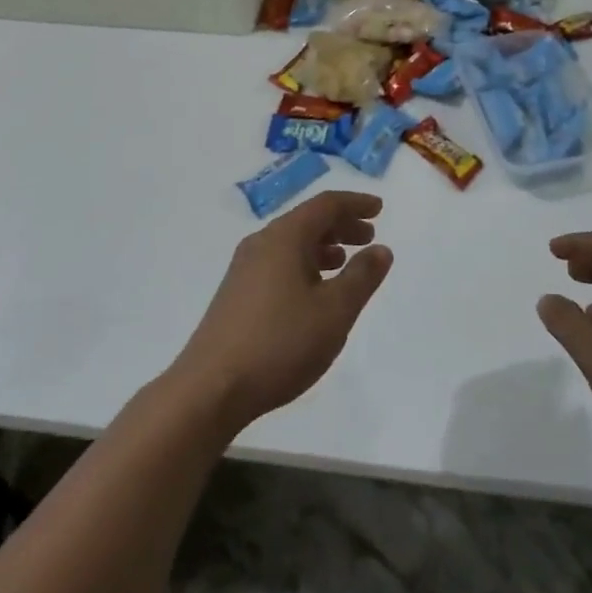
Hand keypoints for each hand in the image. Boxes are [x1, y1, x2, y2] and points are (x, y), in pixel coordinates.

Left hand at [169, 189, 392, 434]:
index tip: (380, 208)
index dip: (356, 203)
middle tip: (368, 237)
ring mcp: (244, 267)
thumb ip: (361, 277)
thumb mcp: (334, 312)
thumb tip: (381, 249)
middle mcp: (262, 242)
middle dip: (341, 225)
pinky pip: (278, 261)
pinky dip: (303, 264)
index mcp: (285, 236)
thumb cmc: (280, 343)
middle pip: (307, 220)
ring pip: (292, 242)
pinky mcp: (236, 292)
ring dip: (323, 246)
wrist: (210, 389)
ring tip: (345, 262)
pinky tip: (313, 291)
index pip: (326, 204)